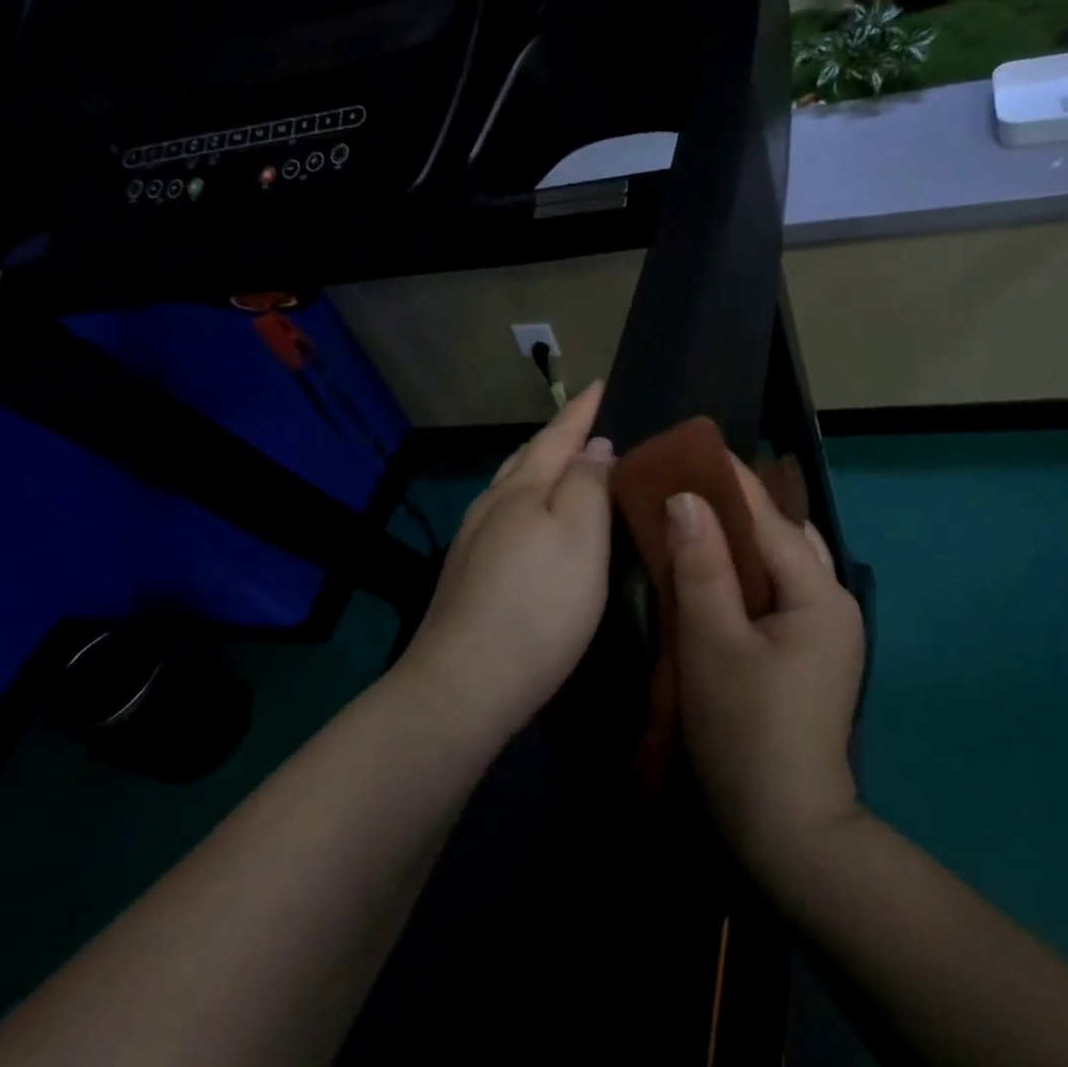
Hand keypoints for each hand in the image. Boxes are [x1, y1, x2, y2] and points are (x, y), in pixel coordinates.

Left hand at [397, 382, 614, 740]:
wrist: (466, 683)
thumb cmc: (539, 605)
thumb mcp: (580, 536)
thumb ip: (588, 485)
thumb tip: (593, 446)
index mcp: (522, 490)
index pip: (558, 437)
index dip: (582, 411)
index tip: (601, 383)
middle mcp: (491, 507)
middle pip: (527, 459)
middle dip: (557, 438)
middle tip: (586, 423)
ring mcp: (473, 543)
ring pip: (510, 489)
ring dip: (538, 470)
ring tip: (564, 467)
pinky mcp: (467, 576)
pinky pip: (504, 519)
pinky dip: (526, 505)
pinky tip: (531, 523)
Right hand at [667, 458, 865, 874]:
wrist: (786, 824)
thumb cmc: (745, 730)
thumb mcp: (713, 643)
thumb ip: (702, 567)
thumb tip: (687, 499)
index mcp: (820, 594)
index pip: (771, 519)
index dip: (730, 481)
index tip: (691, 447)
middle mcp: (834, 603)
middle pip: (785, 538)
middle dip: (739, 508)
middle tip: (686, 486)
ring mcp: (827, 633)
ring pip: (783, 567)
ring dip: (745, 543)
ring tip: (698, 522)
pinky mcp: (811, 656)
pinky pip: (780, 597)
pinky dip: (749, 577)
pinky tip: (718, 577)